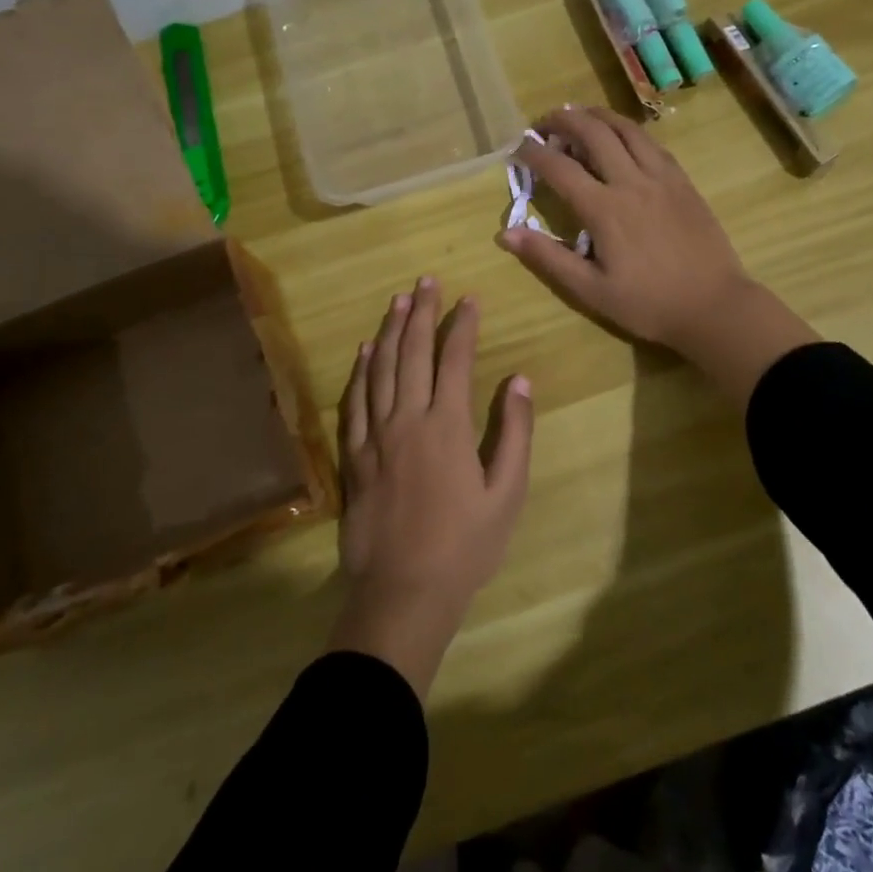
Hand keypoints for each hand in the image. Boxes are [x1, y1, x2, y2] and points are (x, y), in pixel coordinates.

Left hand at [328, 277, 533, 699]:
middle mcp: (407, 419)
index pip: (454, 360)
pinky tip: (365, 351)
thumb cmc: (465, 545)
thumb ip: (513, 432)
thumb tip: (518, 380)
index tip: (469, 298)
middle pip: (413, 353)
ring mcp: (374, 436)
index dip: (462, 325)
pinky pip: (354, 402)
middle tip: (426, 281)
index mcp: (446, 426)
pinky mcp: (353, 456)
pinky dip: (360, 372)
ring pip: (380, 369)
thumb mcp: (506, 493)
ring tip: (398, 301)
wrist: (403, 590)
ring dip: (390, 331)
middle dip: (422, 313)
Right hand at [497, 105, 818, 404]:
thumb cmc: (648, 304)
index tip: (517, 148)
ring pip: (626, 129)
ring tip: (578, 115)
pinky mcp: (682, 181)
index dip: (534, 153)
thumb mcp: (590, 290)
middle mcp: (631, 182)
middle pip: (593, 133)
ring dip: (597, 116)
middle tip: (544, 123)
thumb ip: (548, 258)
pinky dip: (628, 131)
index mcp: (604, 209)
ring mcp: (661, 177)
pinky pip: (652, 143)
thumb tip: (506, 233)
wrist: (713, 305)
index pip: (560, 168)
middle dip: (563, 121)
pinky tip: (622, 136)